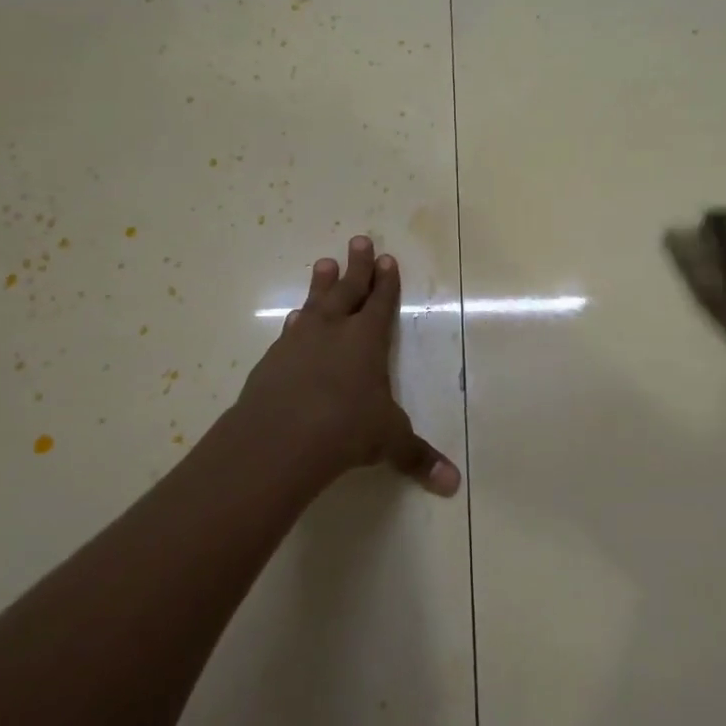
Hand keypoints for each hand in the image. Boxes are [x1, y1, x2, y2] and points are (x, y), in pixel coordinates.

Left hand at [234, 236, 460, 496]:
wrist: (279, 438)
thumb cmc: (345, 429)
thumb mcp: (388, 441)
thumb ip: (418, 457)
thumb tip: (453, 485)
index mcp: (366, 340)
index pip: (380, 303)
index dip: (386, 282)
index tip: (387, 258)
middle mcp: (333, 332)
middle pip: (347, 290)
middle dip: (357, 267)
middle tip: (359, 241)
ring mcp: (299, 343)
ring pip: (314, 304)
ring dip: (321, 285)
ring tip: (323, 263)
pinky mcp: (272, 361)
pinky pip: (289, 332)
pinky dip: (296, 323)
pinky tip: (294, 320)